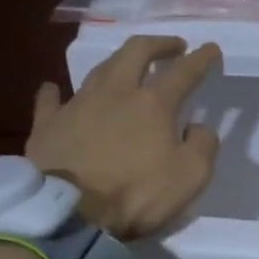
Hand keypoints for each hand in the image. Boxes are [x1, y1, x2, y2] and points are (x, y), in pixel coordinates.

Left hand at [26, 36, 221, 239]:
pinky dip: (55, 92)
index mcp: (153, 104)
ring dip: (118, 63)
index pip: (184, 72)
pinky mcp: (47, 125)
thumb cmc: (136, 195)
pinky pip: (50, 101)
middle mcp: (115, 93)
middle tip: (171, 46)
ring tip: (127, 66)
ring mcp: (77, 105)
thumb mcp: (191, 177)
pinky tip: (54, 89)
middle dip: (157, 44)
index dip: (201, 58)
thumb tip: (197, 127)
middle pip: (136, 52)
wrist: (69, 214)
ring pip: (98, 70)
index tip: (211, 49)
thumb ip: (203, 146)